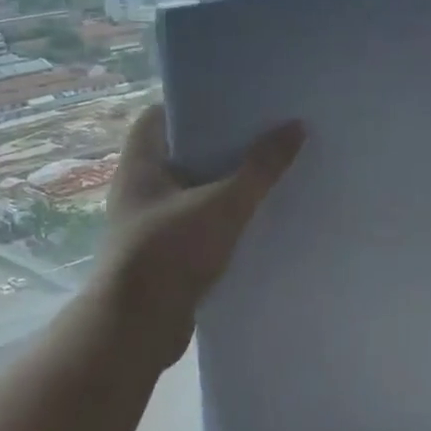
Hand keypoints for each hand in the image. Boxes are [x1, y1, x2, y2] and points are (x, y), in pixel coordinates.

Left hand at [100, 104, 305, 366]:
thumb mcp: (223, 205)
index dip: (191, 104)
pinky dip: (221, 216)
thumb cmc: (169, 252)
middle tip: (262, 130)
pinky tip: (255, 216)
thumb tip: (296, 126)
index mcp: (140, 164)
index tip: (231, 99)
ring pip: (192, 189)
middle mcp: (140, 188)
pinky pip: (197, 221)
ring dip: (223, 182)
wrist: (135, 331)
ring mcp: (150, 222)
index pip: (158, 116)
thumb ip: (260, 168)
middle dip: (219, 144)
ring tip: (268, 168)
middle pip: (181, 151)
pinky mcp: (163, 253)